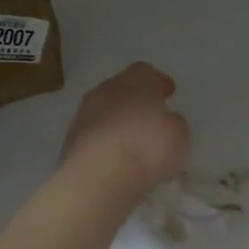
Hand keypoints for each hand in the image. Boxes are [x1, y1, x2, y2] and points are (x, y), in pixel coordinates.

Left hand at [61, 63, 190, 196]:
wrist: (97, 176)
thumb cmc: (146, 147)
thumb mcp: (178, 134)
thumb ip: (173, 122)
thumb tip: (167, 120)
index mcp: (134, 81)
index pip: (146, 72)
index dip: (158, 82)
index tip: (168, 93)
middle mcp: (105, 90)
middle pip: (122, 89)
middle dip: (135, 101)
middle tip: (149, 116)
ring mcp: (83, 115)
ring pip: (105, 112)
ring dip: (117, 122)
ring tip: (133, 142)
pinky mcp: (70, 140)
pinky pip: (94, 135)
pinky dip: (105, 142)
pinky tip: (115, 159)